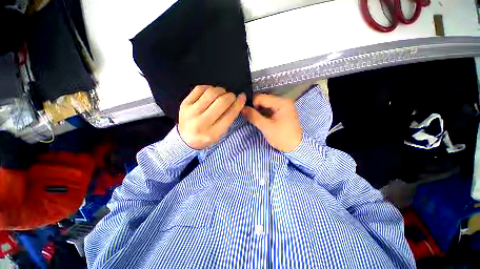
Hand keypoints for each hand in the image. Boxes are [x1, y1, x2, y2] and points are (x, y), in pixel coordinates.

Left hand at [178, 85, 245, 149]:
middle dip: (230, 96)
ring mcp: (190, 112)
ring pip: (211, 93)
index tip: (242, 97)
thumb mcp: (220, 133)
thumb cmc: (206, 136)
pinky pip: (200, 88)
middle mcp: (201, 122)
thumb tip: (237, 101)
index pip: (229, 115)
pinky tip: (211, 92)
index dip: (238, 104)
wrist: (185, 138)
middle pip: (221, 102)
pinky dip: (209, 88)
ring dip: (221, 90)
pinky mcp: (184, 103)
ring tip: (222, 94)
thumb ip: (229, 119)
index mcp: (212, 133)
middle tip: (232, 96)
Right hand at [242, 94, 301, 151]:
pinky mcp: (280, 112)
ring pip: (264, 105)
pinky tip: (257, 118)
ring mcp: (282, 106)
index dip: (251, 104)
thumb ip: (254, 116)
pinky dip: (261, 113)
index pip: (261, 97)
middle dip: (254, 107)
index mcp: (281, 102)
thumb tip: (242, 108)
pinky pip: (268, 109)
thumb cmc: (282, 137)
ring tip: (250, 117)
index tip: (244, 112)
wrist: (294, 147)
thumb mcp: (266, 127)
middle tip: (246, 115)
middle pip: (263, 100)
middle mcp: (282, 101)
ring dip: (257, 111)